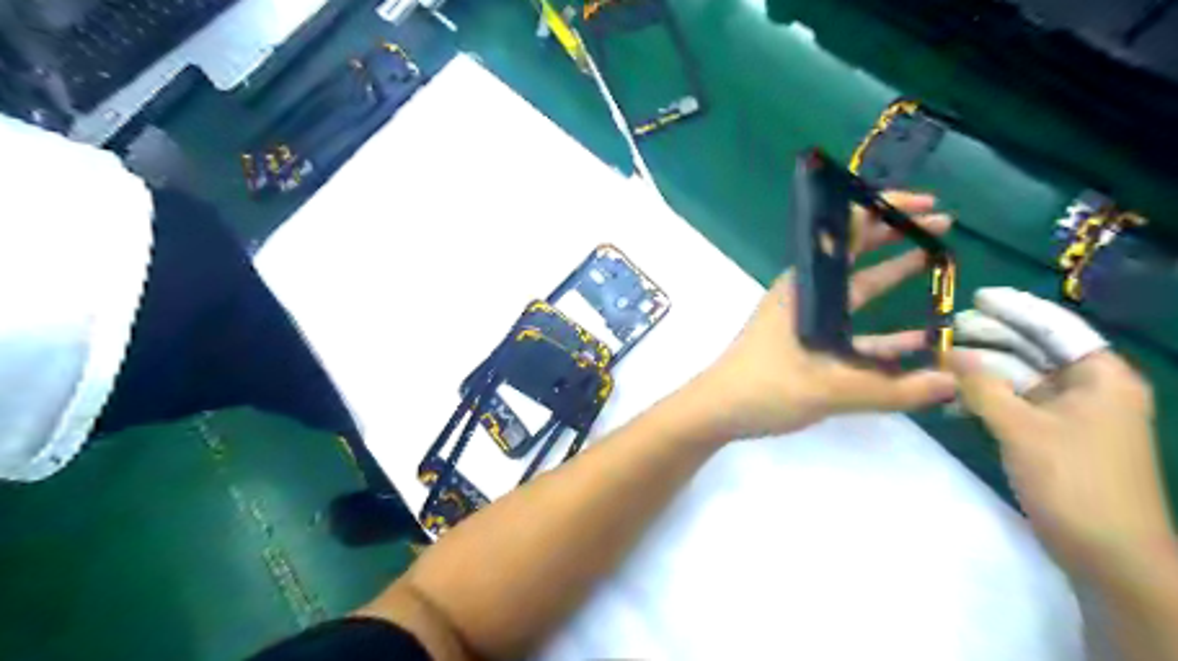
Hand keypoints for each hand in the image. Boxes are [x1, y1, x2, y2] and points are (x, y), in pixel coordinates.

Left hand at [691, 192, 954, 437]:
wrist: (717, 411)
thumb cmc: (765, 388)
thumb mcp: (829, 388)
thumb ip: (892, 389)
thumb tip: (954, 382)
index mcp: (805, 288)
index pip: (846, 234)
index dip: (885, 212)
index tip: (927, 204)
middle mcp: (806, 295)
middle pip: (853, 255)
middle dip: (895, 236)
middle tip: (943, 225)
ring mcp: (806, 320)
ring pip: (856, 292)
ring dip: (892, 277)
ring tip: (937, 264)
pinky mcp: (806, 345)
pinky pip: (852, 332)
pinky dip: (881, 332)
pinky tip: (918, 338)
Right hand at [950, 286, 1173, 576]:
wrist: (1109, 556)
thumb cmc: (1074, 482)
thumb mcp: (1021, 428)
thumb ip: (981, 386)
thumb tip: (948, 353)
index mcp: (1101, 377)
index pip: (1055, 327)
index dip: (1015, 309)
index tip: (975, 297)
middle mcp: (1091, 389)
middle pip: (1035, 350)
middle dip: (991, 340)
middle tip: (945, 331)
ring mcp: (1073, 415)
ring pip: (1021, 378)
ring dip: (982, 372)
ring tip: (938, 364)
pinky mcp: (1055, 437)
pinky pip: (1017, 405)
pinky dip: (987, 400)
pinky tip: (953, 401)